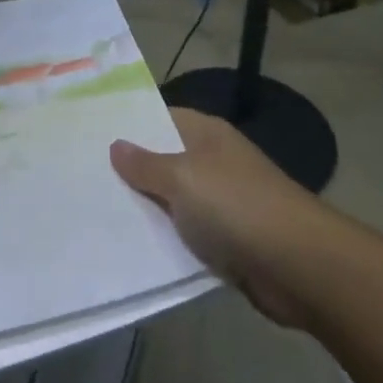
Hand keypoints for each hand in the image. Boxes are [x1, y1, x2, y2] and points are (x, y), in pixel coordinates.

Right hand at [111, 108, 324, 328]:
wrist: (299, 266)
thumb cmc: (236, 206)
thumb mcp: (182, 178)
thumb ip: (145, 164)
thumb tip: (116, 145)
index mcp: (205, 134)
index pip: (159, 117)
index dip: (128, 126)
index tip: (90, 135)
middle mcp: (214, 161)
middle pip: (164, 159)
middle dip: (131, 171)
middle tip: (83, 177)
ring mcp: (223, 201)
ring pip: (175, 200)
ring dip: (148, 210)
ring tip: (98, 212)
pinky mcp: (229, 240)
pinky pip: (188, 234)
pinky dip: (168, 240)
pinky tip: (135, 248)